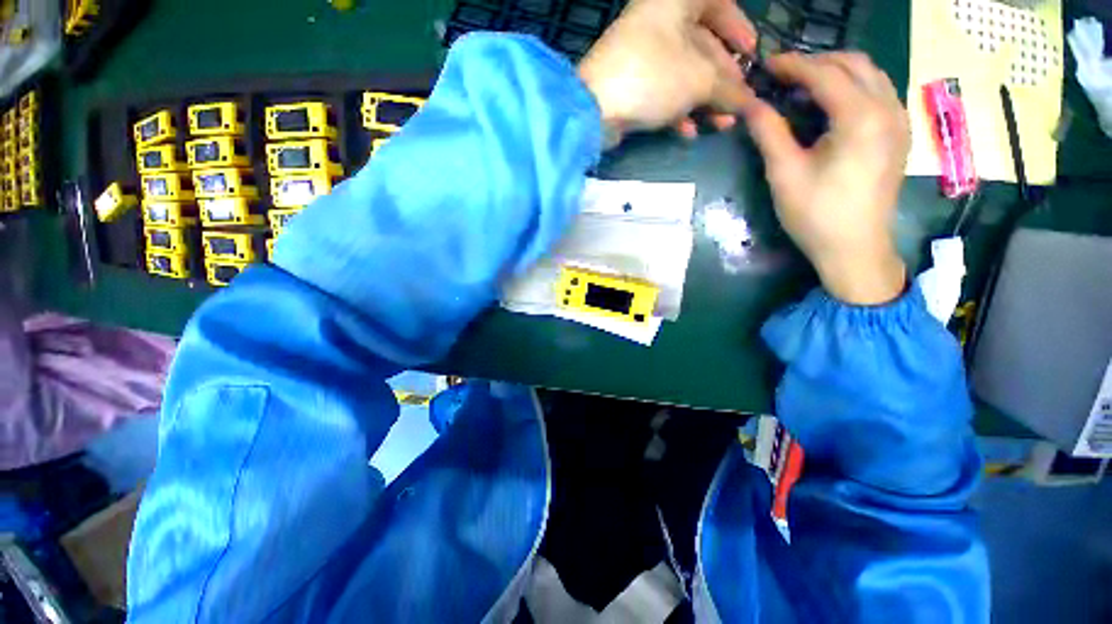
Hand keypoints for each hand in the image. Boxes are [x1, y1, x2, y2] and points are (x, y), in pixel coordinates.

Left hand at [578, 0, 756, 143]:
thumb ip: (728, 89)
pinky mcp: (629, 85)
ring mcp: (640, 56)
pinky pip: (661, 93)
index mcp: (674, 1)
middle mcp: (656, 22)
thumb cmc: (652, 78)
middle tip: (738, 103)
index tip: (750, 53)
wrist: (594, 110)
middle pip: (701, 46)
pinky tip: (688, 132)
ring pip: (681, 74)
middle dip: (723, 78)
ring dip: (703, 101)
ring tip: (719, 125)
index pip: (716, 2)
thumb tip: (749, 103)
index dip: (737, 26)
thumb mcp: (699, 80)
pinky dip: (677, 111)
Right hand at [742, 52, 909, 304]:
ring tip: (804, 87)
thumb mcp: (784, 173)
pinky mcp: (899, 134)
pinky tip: (830, 105)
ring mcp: (899, 120)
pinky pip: (878, 93)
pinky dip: (852, 87)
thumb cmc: (815, 214)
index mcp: (861, 117)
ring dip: (836, 72)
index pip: (824, 74)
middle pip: (854, 64)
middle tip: (783, 76)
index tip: (765, 66)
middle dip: (816, 63)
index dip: (792, 65)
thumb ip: (769, 132)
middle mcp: (888, 108)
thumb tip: (749, 103)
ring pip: (870, 75)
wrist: (855, 248)